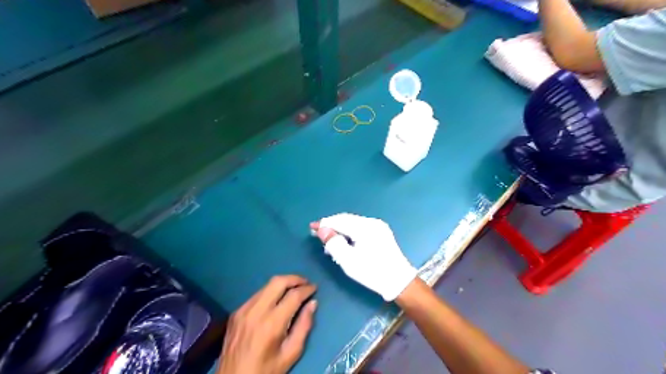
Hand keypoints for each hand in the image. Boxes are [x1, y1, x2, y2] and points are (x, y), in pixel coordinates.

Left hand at [215, 274, 315, 373]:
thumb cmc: (266, 370)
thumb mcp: (290, 354)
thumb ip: (304, 326)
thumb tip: (313, 303)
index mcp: (272, 324)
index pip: (293, 295)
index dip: (307, 289)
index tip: (315, 288)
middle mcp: (256, 311)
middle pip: (278, 281)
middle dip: (295, 278)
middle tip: (305, 283)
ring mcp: (243, 310)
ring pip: (266, 285)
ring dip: (282, 284)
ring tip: (294, 289)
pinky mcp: (236, 312)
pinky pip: (257, 295)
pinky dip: (270, 292)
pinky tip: (276, 300)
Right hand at [312, 213, 414, 301]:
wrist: (399, 281)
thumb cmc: (372, 272)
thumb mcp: (349, 261)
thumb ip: (334, 243)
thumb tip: (322, 230)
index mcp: (365, 227)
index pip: (340, 221)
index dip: (325, 223)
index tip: (312, 227)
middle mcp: (372, 222)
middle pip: (347, 219)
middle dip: (332, 225)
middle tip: (318, 234)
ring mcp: (379, 226)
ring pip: (353, 223)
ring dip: (340, 229)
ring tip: (330, 241)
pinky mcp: (382, 232)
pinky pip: (361, 227)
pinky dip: (350, 232)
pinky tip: (344, 241)